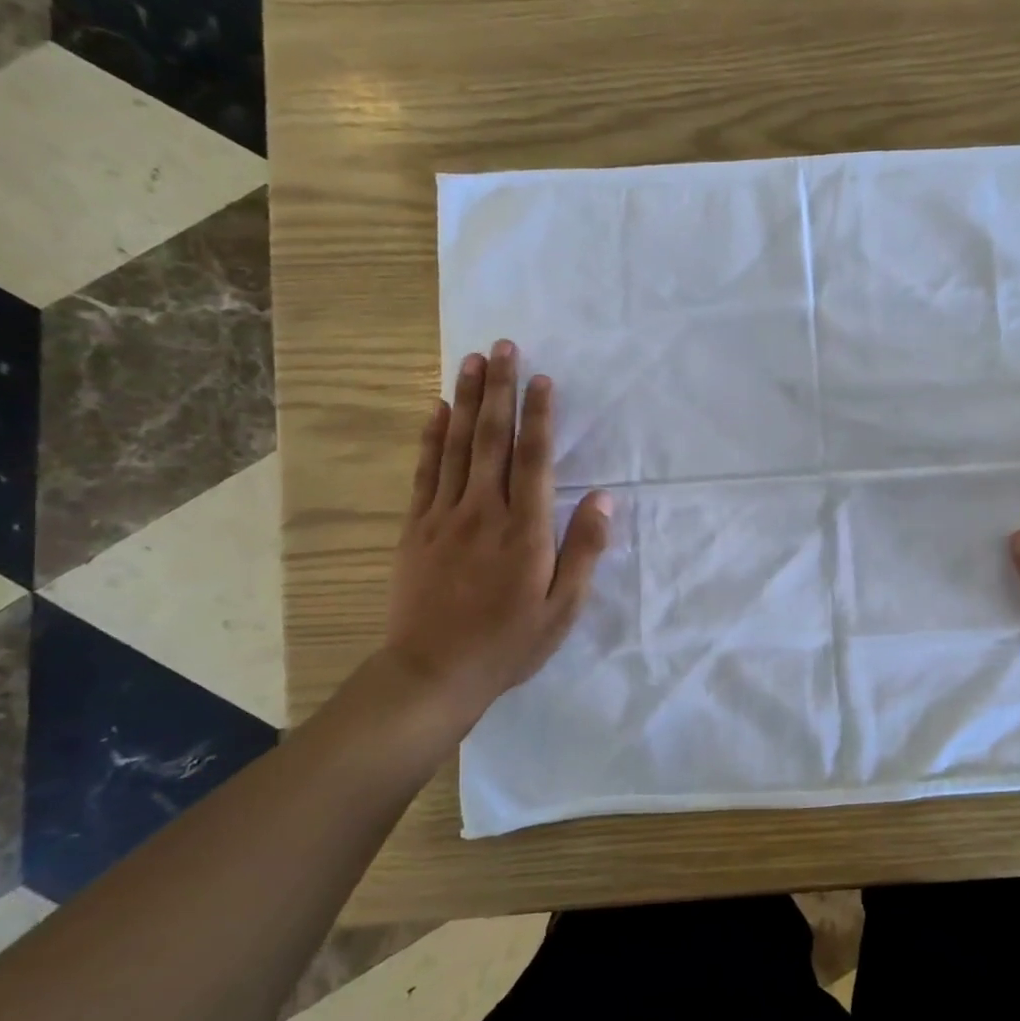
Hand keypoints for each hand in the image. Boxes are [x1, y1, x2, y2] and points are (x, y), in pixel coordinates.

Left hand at [378, 339, 610, 741]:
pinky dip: (432, 437)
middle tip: (503, 346)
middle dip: (499, 389)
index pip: (532, 459)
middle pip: (492, 439)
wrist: (432, 674)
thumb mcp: (562, 609)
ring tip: (472, 361)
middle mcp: (483, 511)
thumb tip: (603, 499)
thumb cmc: (508, 644)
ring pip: (457, 446)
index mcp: (524, 531)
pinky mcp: (416, 529)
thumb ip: (583, 550)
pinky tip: (437, 410)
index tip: (542, 378)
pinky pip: (425, 472)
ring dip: (466, 400)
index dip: (538, 415)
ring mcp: (443, 517)